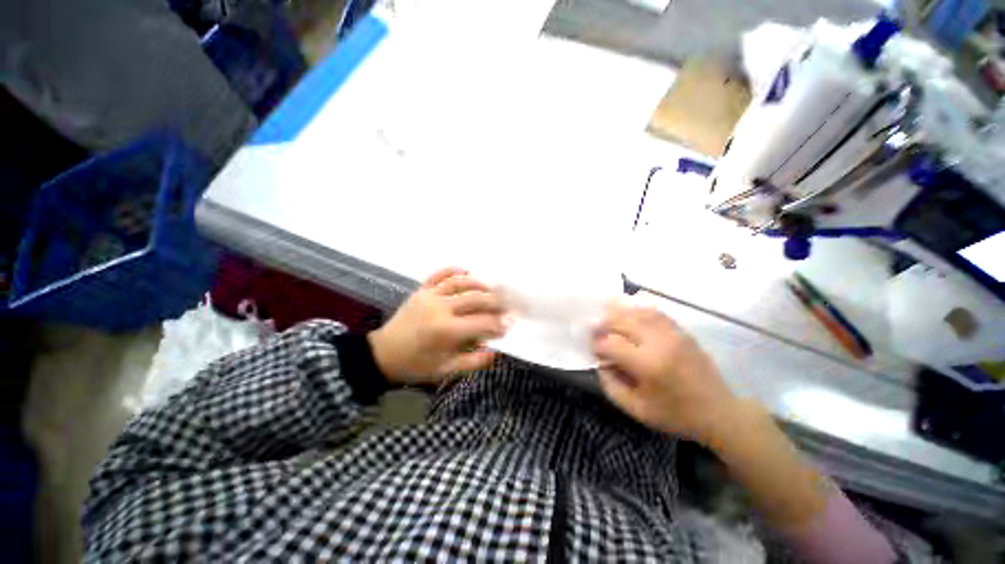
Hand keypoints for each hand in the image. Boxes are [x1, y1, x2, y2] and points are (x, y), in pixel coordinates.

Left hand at [368, 268, 506, 384]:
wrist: (383, 354)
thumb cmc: (416, 365)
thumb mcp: (445, 370)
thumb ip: (472, 361)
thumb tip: (495, 352)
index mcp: (446, 331)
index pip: (481, 323)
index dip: (498, 323)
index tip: (509, 324)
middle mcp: (440, 308)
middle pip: (475, 299)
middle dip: (495, 301)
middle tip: (506, 305)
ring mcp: (429, 296)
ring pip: (460, 283)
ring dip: (479, 284)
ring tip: (491, 289)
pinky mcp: (421, 290)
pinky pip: (439, 275)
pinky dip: (453, 270)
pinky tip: (466, 271)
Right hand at [592, 303, 737, 443]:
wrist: (719, 412)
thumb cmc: (675, 415)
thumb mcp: (636, 410)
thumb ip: (611, 385)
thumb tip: (600, 361)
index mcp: (648, 365)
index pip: (610, 343)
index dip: (596, 345)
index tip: (592, 350)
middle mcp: (659, 342)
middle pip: (621, 320)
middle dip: (602, 322)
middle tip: (593, 327)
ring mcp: (672, 333)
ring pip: (637, 311)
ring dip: (618, 311)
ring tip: (605, 314)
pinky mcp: (681, 331)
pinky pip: (655, 311)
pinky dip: (638, 307)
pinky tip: (628, 309)